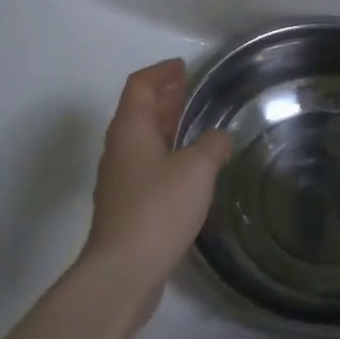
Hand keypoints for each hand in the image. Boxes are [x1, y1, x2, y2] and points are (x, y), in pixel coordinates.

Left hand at [82, 59, 233, 295]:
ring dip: (166, 127)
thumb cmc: (158, 209)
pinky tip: (189, 169)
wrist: (123, 271)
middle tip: (192, 91)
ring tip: (195, 125)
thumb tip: (220, 137)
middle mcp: (119, 148)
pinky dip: (166, 154)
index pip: (140, 85)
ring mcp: (120, 178)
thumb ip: (213, 145)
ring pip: (142, 139)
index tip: (183, 67)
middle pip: (139, 110)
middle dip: (165, 97)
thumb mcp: (197, 169)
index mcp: (130, 129)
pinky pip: (146, 164)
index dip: (161, 72)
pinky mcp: (126, 205)